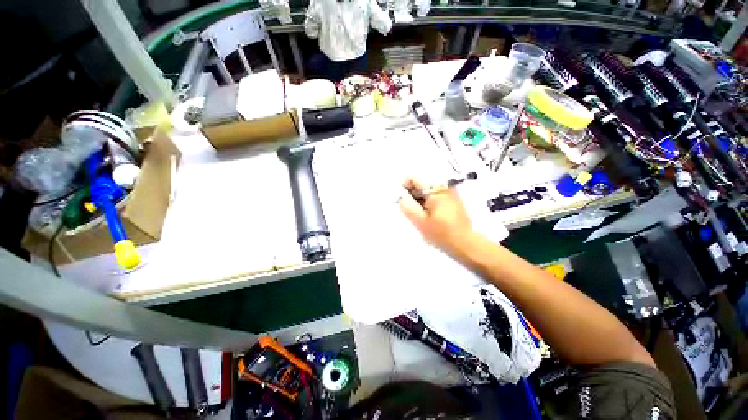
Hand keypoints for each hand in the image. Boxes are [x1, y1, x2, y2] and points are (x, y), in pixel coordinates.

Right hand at [398, 177, 473, 255]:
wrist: (465, 244)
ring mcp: (449, 192)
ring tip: (421, 216)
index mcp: (436, 189)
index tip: (402, 201)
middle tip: (412, 212)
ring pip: (426, 191)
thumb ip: (406, 206)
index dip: (404, 188)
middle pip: (420, 183)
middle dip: (412, 196)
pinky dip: (427, 204)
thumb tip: (400, 196)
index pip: (413, 178)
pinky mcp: (452, 200)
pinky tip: (429, 217)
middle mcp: (444, 186)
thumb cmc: (442, 233)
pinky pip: (434, 196)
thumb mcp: (420, 221)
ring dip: (419, 201)